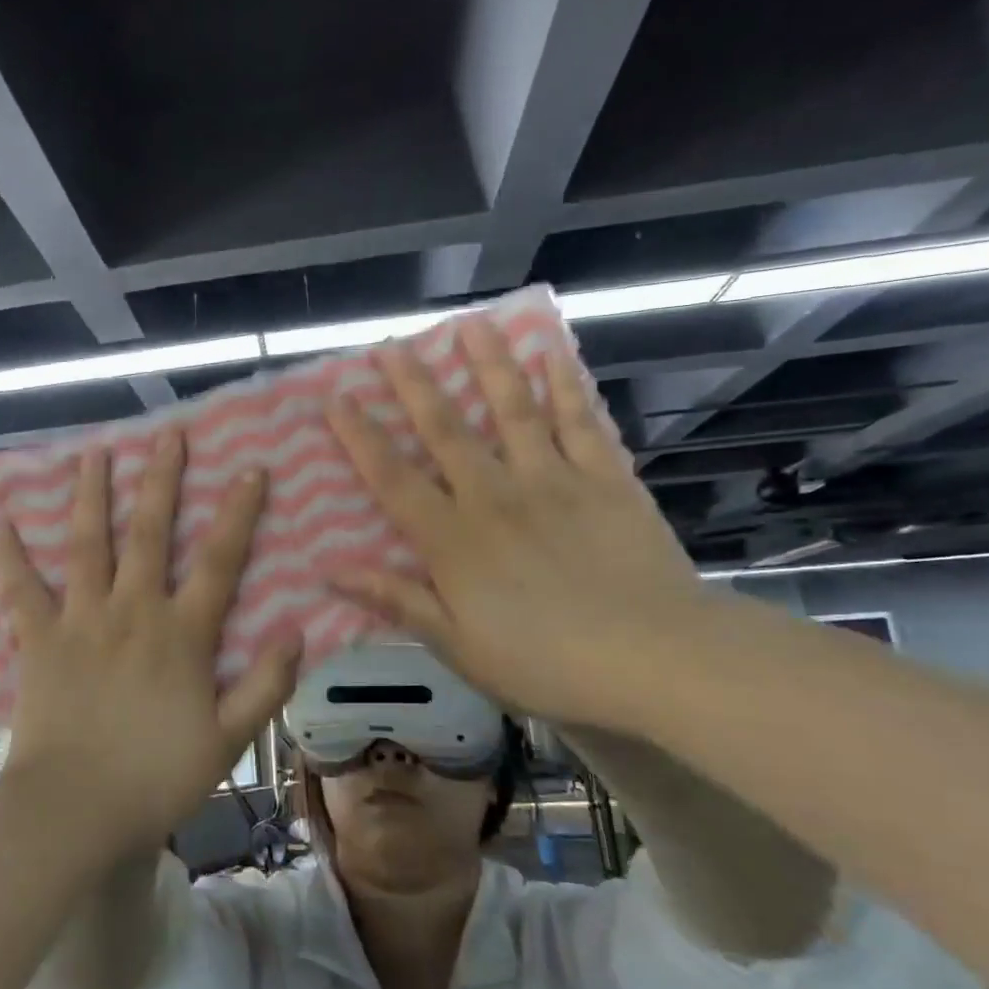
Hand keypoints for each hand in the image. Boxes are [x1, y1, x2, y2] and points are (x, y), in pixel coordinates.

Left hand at [0, 432, 299, 852]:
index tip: (251, 469)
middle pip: (148, 533)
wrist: (75, 808)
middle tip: (168, 435)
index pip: (218, 560)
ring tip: (95, 453)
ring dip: (92, 494)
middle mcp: (132, 610)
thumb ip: (266, 684)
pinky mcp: (39, 639)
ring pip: (87, 544)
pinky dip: (9, 552)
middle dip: (161, 480)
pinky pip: (21, 587)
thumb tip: (297, 632)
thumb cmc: (157, 777)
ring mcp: (81, 619)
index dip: (238, 513)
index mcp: (181, 633)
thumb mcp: (229, 739)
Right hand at [323, 320, 713, 736]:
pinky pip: (579, 422)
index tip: (336, 397)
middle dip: (412, 384)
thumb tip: (332, 572)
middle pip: (444, 429)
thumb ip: (397, 601)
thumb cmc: (546, 662)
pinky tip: (552, 354)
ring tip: (469, 326)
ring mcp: (553, 480)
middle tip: (390, 344)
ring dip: (487, 365)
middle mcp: (495, 495)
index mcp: (453, 538)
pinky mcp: (605, 479)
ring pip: (511, 410)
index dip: (359, 436)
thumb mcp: (459, 646)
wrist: (657, 657)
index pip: (392, 477)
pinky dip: (565, 386)